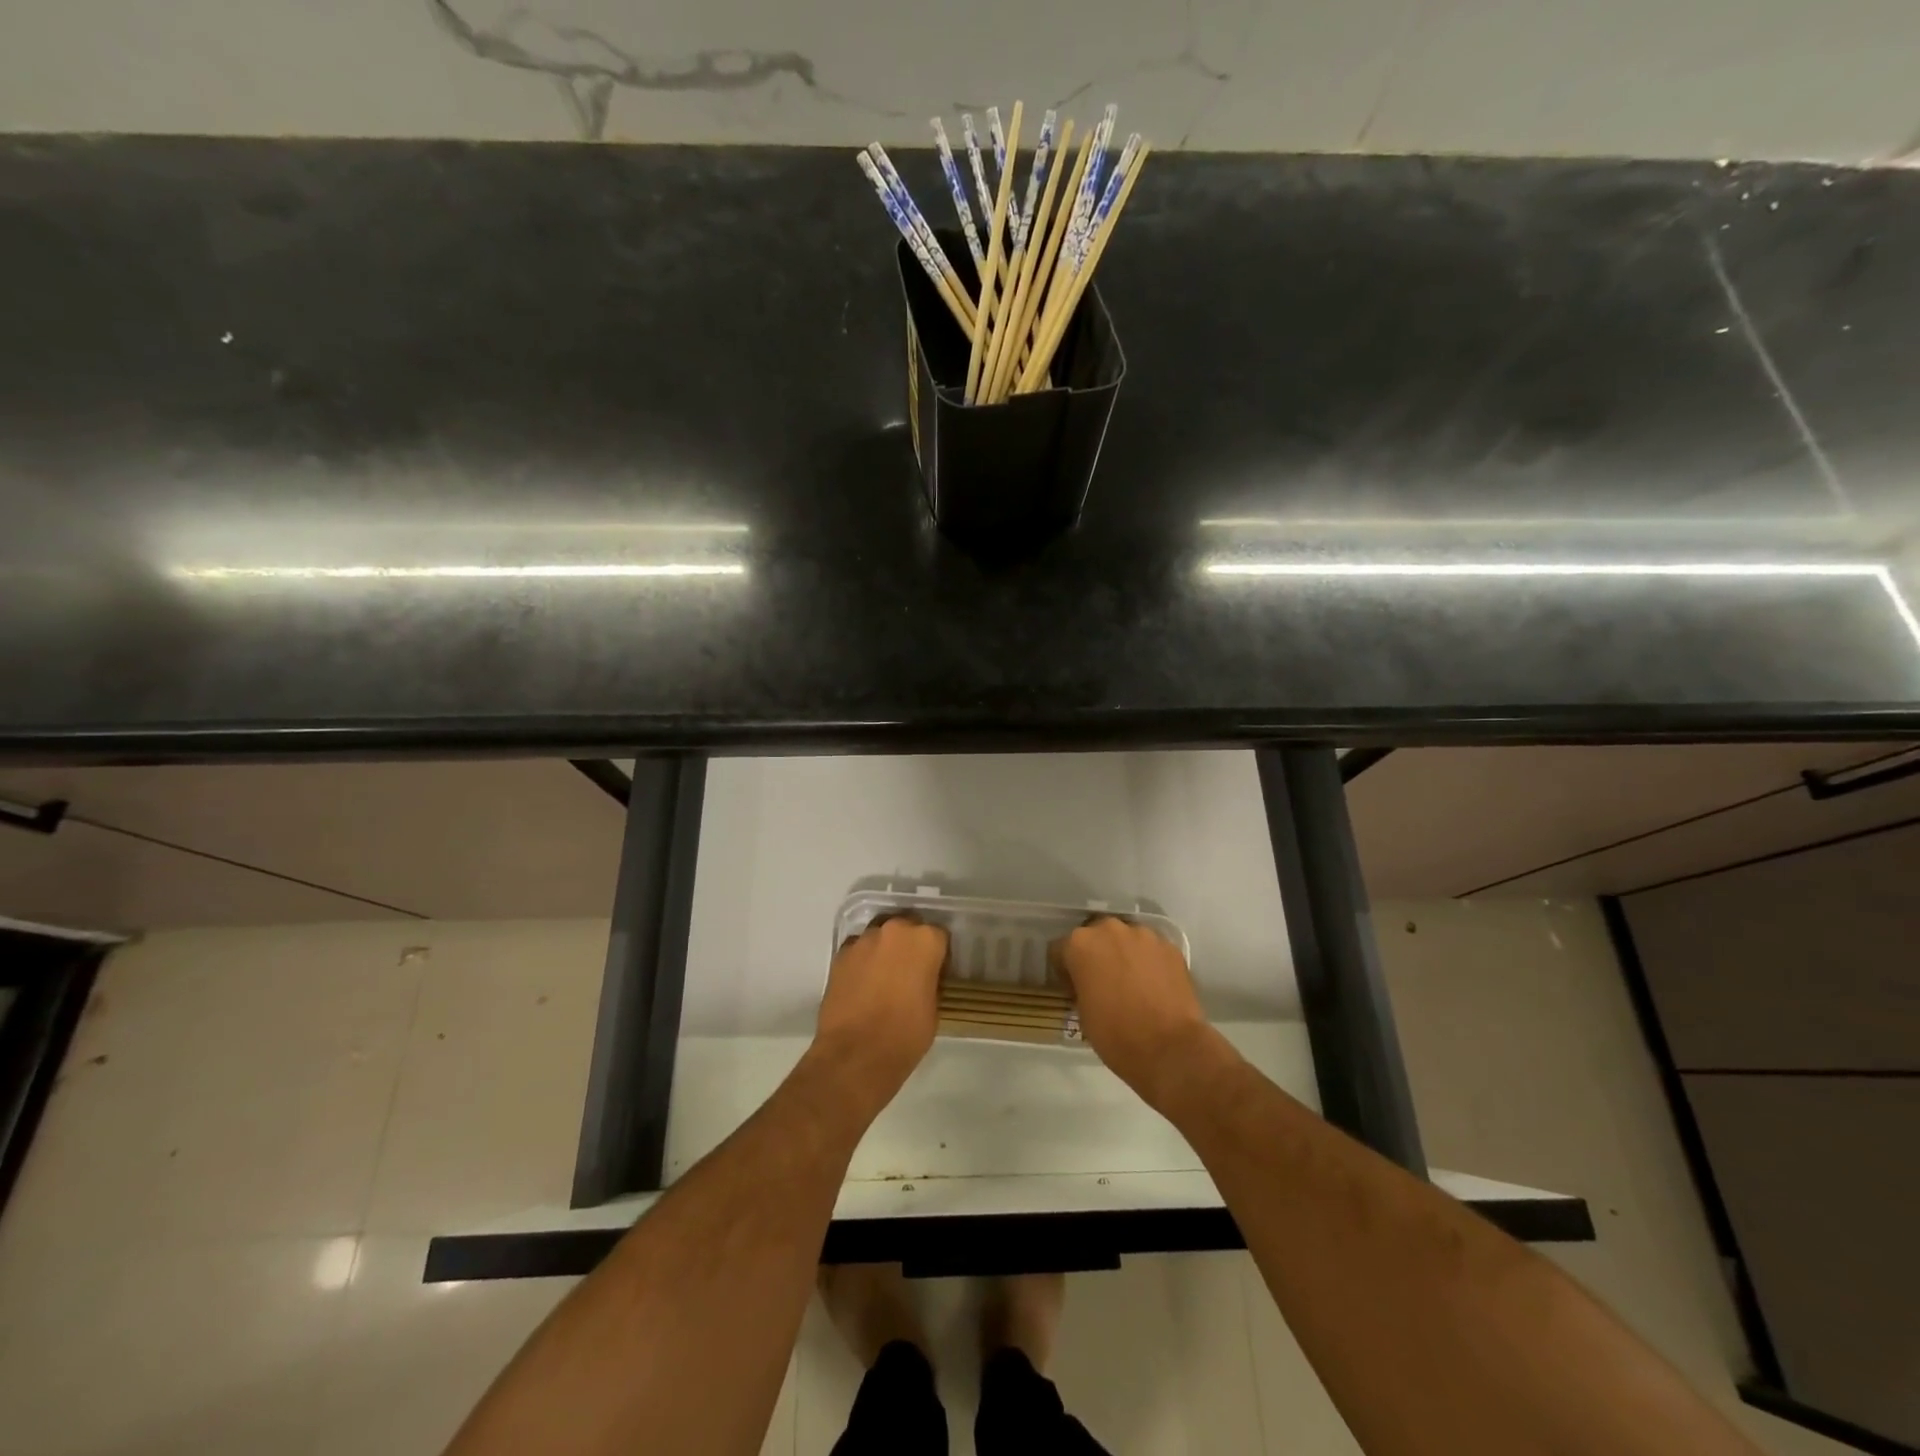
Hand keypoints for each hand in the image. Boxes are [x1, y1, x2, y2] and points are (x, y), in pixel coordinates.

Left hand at [810, 915, 946, 1113]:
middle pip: (907, 928)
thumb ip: (930, 979)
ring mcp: (864, 940)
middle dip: (909, 945)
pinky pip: (858, 951)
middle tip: (909, 972)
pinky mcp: (840, 954)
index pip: (938, 936)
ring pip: (880, 937)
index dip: (938, 955)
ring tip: (883, 979)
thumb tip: (923, 976)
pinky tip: (863, 985)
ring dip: (884, 951)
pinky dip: (862, 962)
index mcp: (925, 940)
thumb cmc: (906, 1034)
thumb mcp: (934, 1007)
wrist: (856, 1055)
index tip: (935, 972)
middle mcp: (894, 930)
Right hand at [1056, 917, 1230, 1107]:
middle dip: (1097, 954)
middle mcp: (1110, 930)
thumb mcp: (1082, 1013)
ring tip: (1133, 983)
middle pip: (1096, 935)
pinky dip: (1150, 962)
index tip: (1074, 987)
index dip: (1065, 969)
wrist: (1170, 1049)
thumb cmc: (1116, 1035)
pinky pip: (1152, 950)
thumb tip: (1089, 984)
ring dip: (1124, 954)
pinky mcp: (1170, 947)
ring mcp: (1144, 935)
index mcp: (1080, 944)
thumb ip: (1081, 986)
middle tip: (1104, 982)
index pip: (1061, 949)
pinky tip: (1155, 986)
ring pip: (1127, 939)